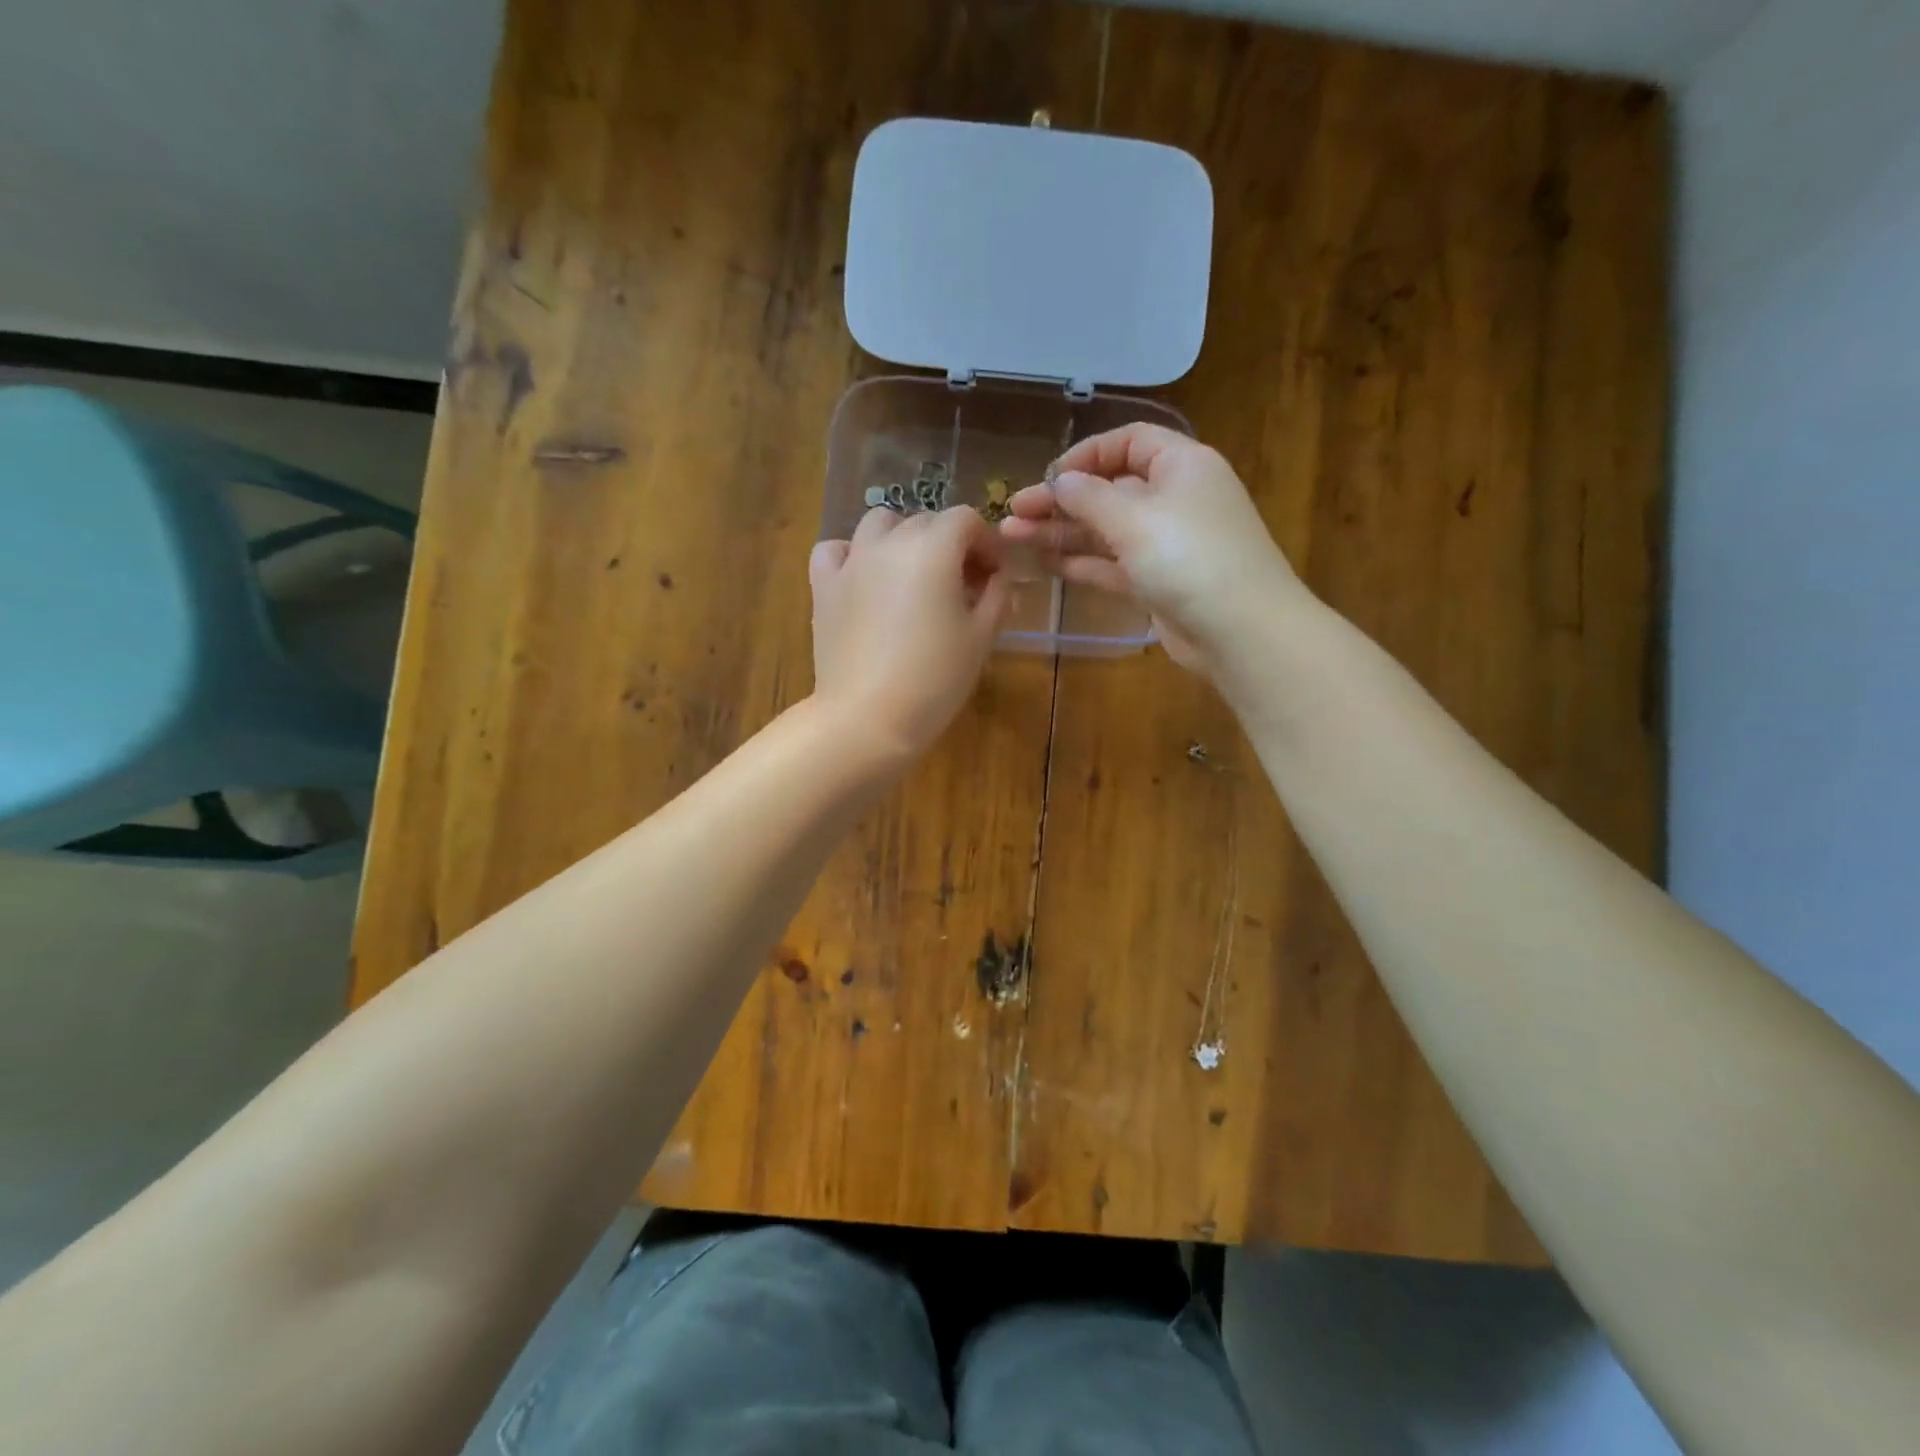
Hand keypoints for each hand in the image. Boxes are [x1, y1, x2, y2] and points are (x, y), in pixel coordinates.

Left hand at [809, 506, 1008, 759]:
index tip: (993, 576)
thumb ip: (997, 596)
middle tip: (962, 587)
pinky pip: (835, 550)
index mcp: (933, 548)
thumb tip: (998, 577)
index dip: (986, 542)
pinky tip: (864, 579)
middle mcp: (889, 542)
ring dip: (902, 539)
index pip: (966, 520)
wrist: (867, 717)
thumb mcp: (981, 638)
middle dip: (950, 544)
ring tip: (913, 576)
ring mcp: (852, 562)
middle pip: (925, 521)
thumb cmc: (935, 679)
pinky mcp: (824, 586)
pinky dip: (853, 555)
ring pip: (879, 524)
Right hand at [1000, 423, 1305, 673]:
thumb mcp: (1135, 518)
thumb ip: (1090, 497)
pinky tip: (1044, 562)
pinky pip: (1112, 564)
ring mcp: (1165, 544)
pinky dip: (1081, 562)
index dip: (1086, 455)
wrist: (1241, 631)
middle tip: (1014, 512)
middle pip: (1110, 489)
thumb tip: (1060, 481)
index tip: (1049, 477)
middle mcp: (1174, 499)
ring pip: (1105, 530)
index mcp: (1181, 466)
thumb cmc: (1190, 559)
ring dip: (1061, 532)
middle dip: (1061, 500)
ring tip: (1013, 536)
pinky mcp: (1157, 582)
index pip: (1129, 442)